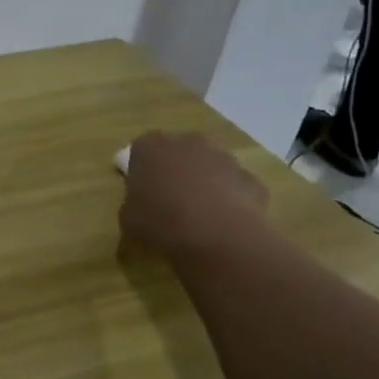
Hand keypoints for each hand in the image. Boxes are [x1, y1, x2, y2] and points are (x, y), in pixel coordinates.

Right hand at [119, 131, 268, 260]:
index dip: (140, 172)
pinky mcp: (251, 179)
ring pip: (209, 167)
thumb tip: (141, 211)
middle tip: (168, 203)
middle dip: (175, 171)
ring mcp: (224, 157)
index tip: (141, 193)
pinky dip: (230, 201)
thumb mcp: (128, 220)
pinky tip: (223, 225)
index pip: (140, 150)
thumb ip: (133, 206)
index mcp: (151, 147)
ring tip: (198, 217)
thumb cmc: (160, 222)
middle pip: (178, 153)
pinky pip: (234, 187)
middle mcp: (188, 142)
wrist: (217, 236)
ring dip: (204, 184)